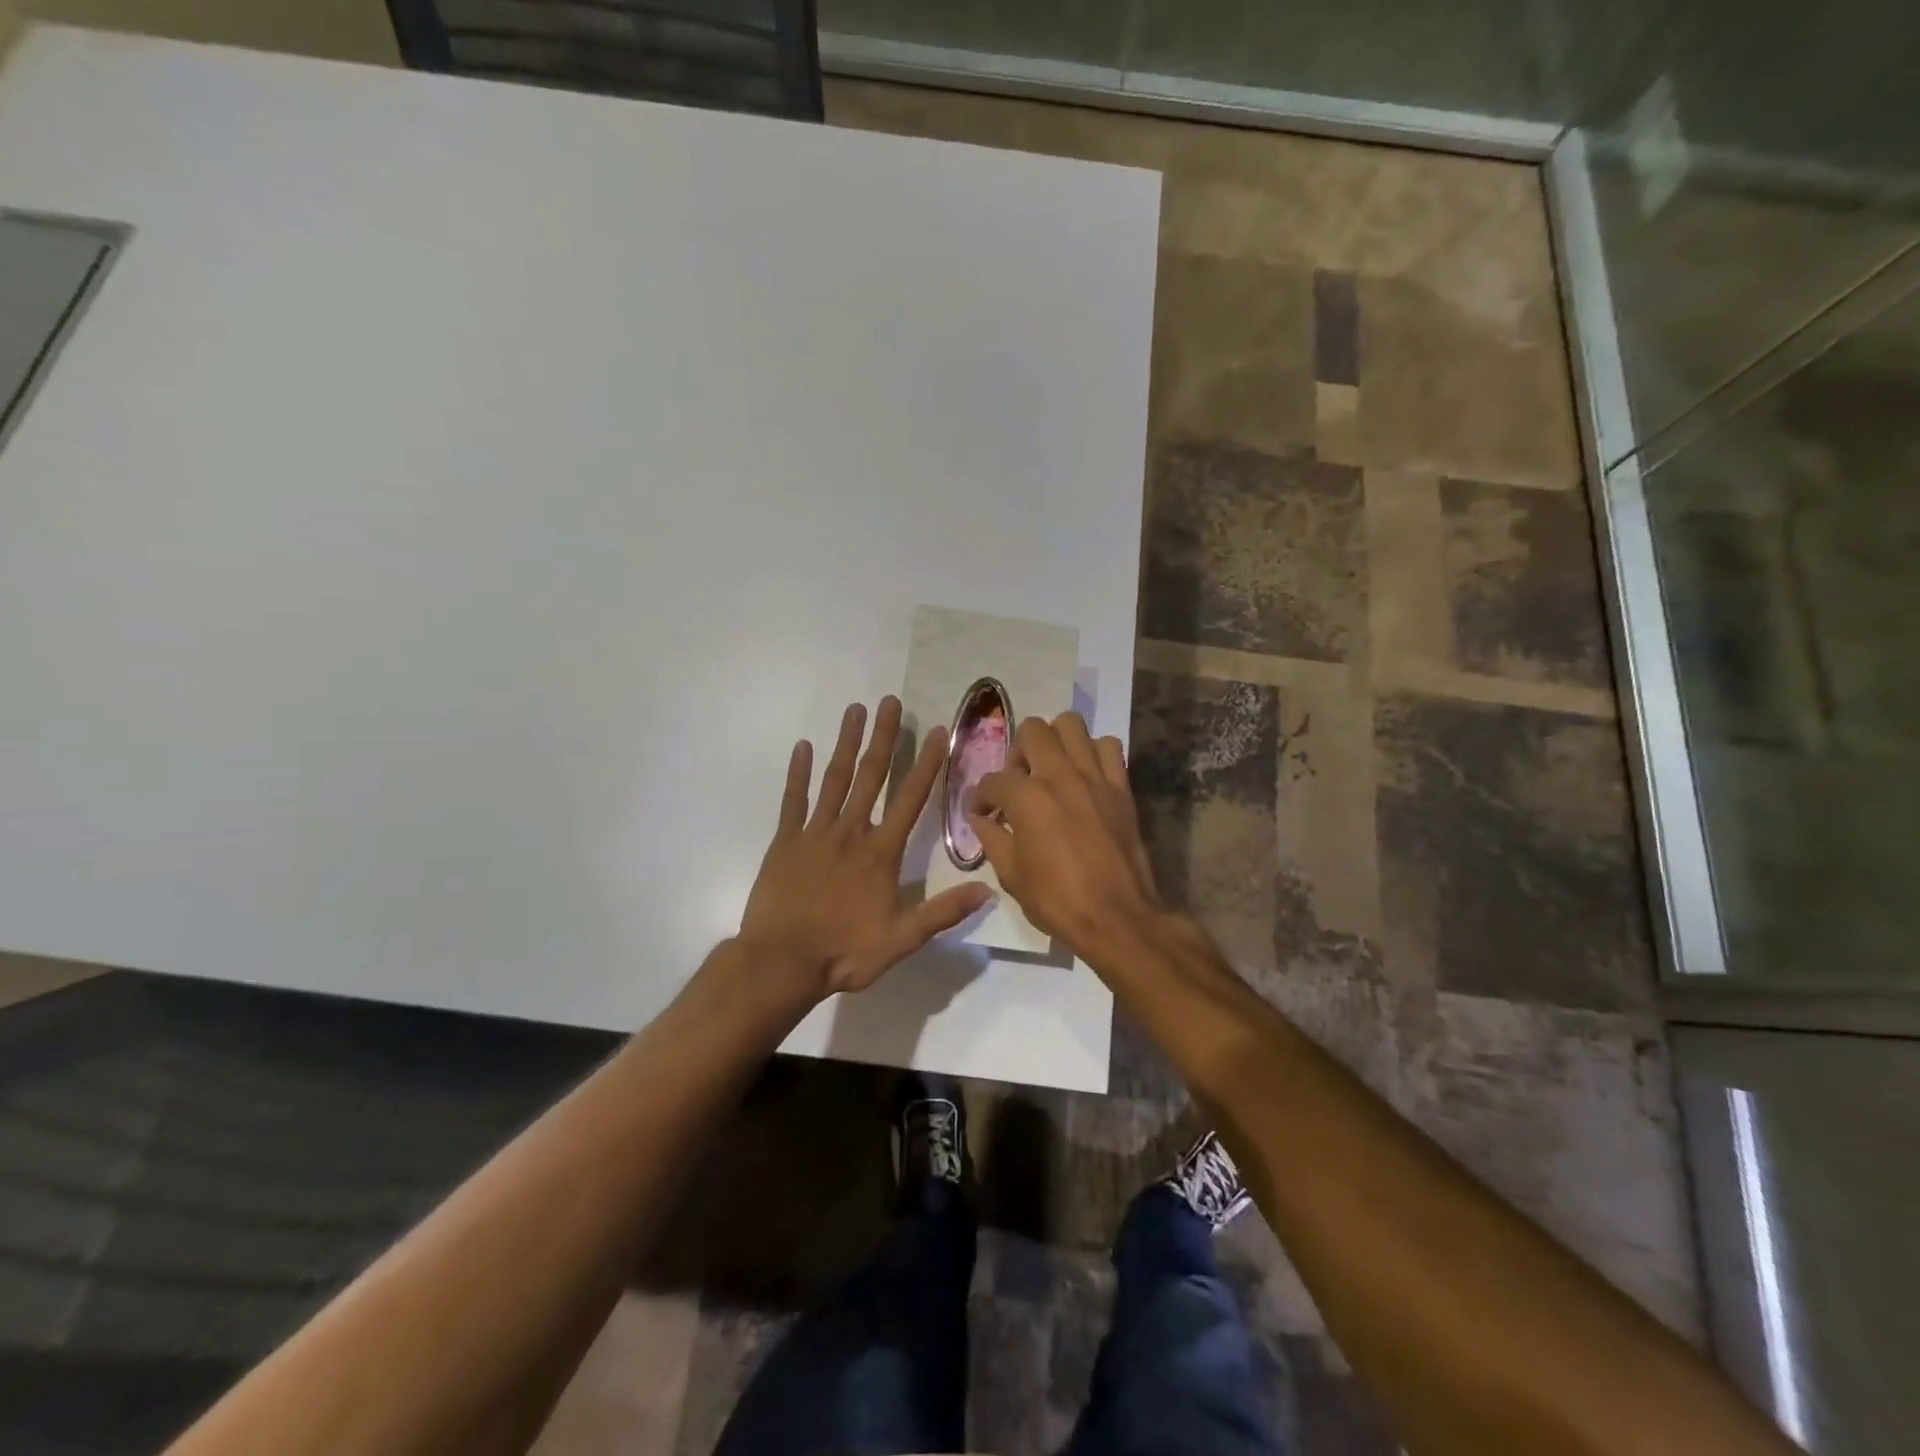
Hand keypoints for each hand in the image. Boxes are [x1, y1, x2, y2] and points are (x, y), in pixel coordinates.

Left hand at [740, 697, 990, 997]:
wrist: (781, 963)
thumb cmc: (843, 952)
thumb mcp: (901, 940)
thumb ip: (942, 912)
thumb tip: (987, 891)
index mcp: (880, 853)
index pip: (910, 799)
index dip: (925, 764)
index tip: (936, 731)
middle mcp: (851, 832)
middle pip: (870, 776)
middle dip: (882, 737)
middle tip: (888, 701)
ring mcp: (815, 833)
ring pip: (834, 779)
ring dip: (846, 742)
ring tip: (854, 709)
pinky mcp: (785, 841)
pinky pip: (793, 799)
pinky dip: (798, 772)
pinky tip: (803, 746)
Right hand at [968, 713, 1163, 957]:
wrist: (1117, 917)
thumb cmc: (1058, 901)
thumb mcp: (1011, 876)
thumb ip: (992, 839)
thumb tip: (981, 820)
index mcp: (1028, 798)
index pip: (993, 781)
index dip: (980, 798)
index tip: (982, 814)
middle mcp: (1060, 775)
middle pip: (1032, 731)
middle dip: (1016, 752)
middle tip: (1017, 781)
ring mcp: (1095, 777)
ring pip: (1072, 725)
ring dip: (1055, 741)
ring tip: (1051, 768)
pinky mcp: (1121, 787)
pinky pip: (1110, 747)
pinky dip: (1094, 752)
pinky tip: (1085, 775)